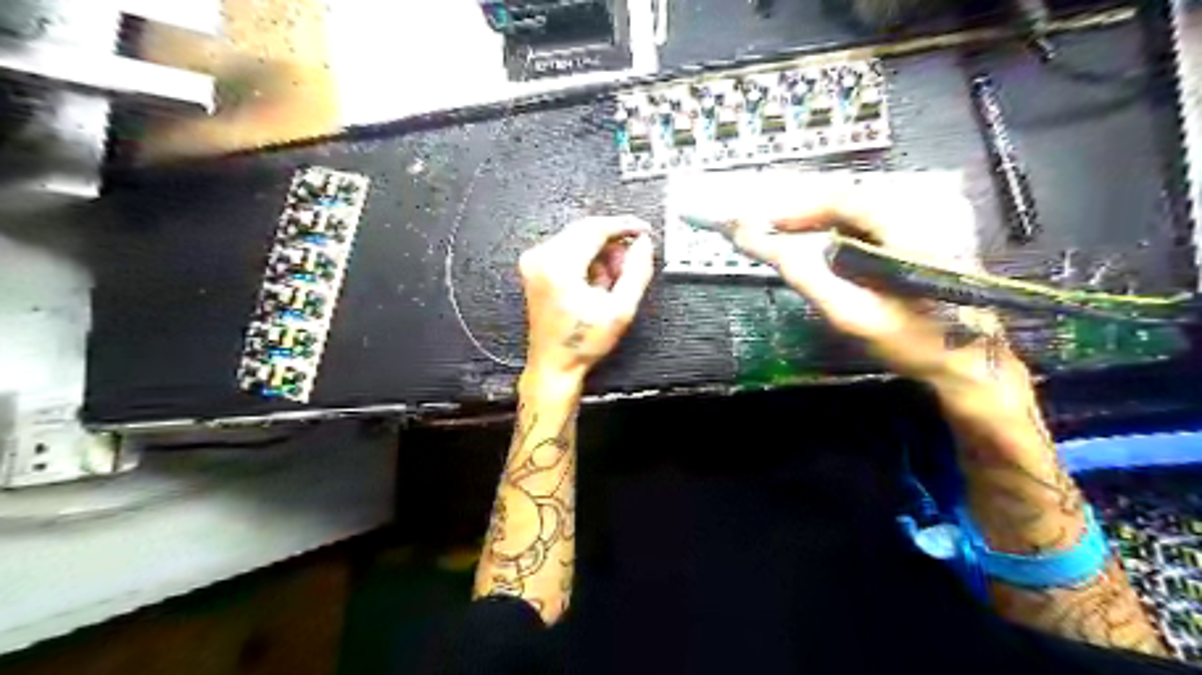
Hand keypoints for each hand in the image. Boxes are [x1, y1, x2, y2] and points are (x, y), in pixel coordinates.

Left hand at [514, 217, 654, 385]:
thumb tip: (644, 244)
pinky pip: (567, 249)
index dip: (623, 225)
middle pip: (585, 230)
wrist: (554, 364)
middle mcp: (541, 257)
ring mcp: (534, 261)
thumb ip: (637, 272)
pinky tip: (596, 283)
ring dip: (600, 253)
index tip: (643, 230)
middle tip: (631, 262)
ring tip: (612, 282)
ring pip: (578, 238)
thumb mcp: (621, 310)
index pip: (595, 228)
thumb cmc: (583, 343)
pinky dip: (587, 259)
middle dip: (612, 242)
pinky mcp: (534, 267)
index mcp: (559, 266)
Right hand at [672, 170, 1017, 390]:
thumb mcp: (851, 313)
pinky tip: (824, 251)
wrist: (970, 363)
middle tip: (767, 233)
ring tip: (786, 241)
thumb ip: (803, 273)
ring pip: (858, 211)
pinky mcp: (926, 236)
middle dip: (803, 215)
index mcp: (908, 224)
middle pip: (848, 200)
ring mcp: (929, 222)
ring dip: (819, 223)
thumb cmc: (912, 341)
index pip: (841, 198)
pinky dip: (840, 233)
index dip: (796, 209)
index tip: (761, 224)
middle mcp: (922, 211)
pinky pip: (871, 223)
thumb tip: (756, 240)